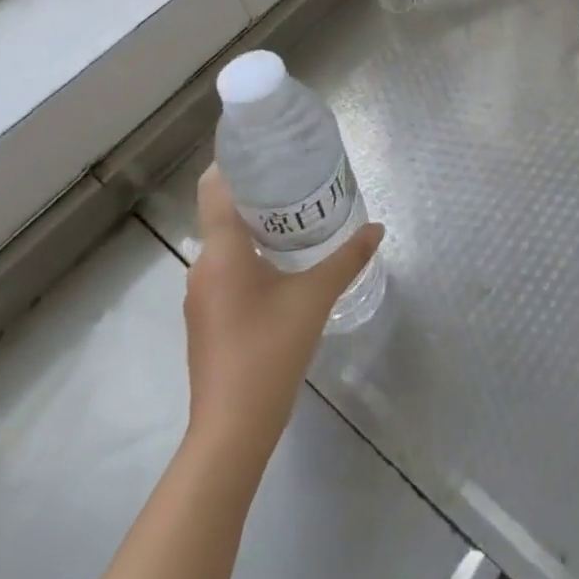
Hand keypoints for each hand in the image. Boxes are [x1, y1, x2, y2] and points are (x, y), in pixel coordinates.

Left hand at [182, 168, 383, 460]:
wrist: (232, 430)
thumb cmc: (269, 350)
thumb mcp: (316, 297)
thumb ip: (347, 258)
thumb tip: (377, 229)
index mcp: (221, 251)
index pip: (214, 188)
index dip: (233, 162)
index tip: (266, 148)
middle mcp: (203, 267)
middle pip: (223, 212)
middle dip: (258, 192)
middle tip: (298, 178)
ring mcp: (202, 296)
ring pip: (226, 243)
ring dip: (256, 226)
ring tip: (297, 215)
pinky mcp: (208, 319)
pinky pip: (227, 269)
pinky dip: (251, 254)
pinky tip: (283, 263)